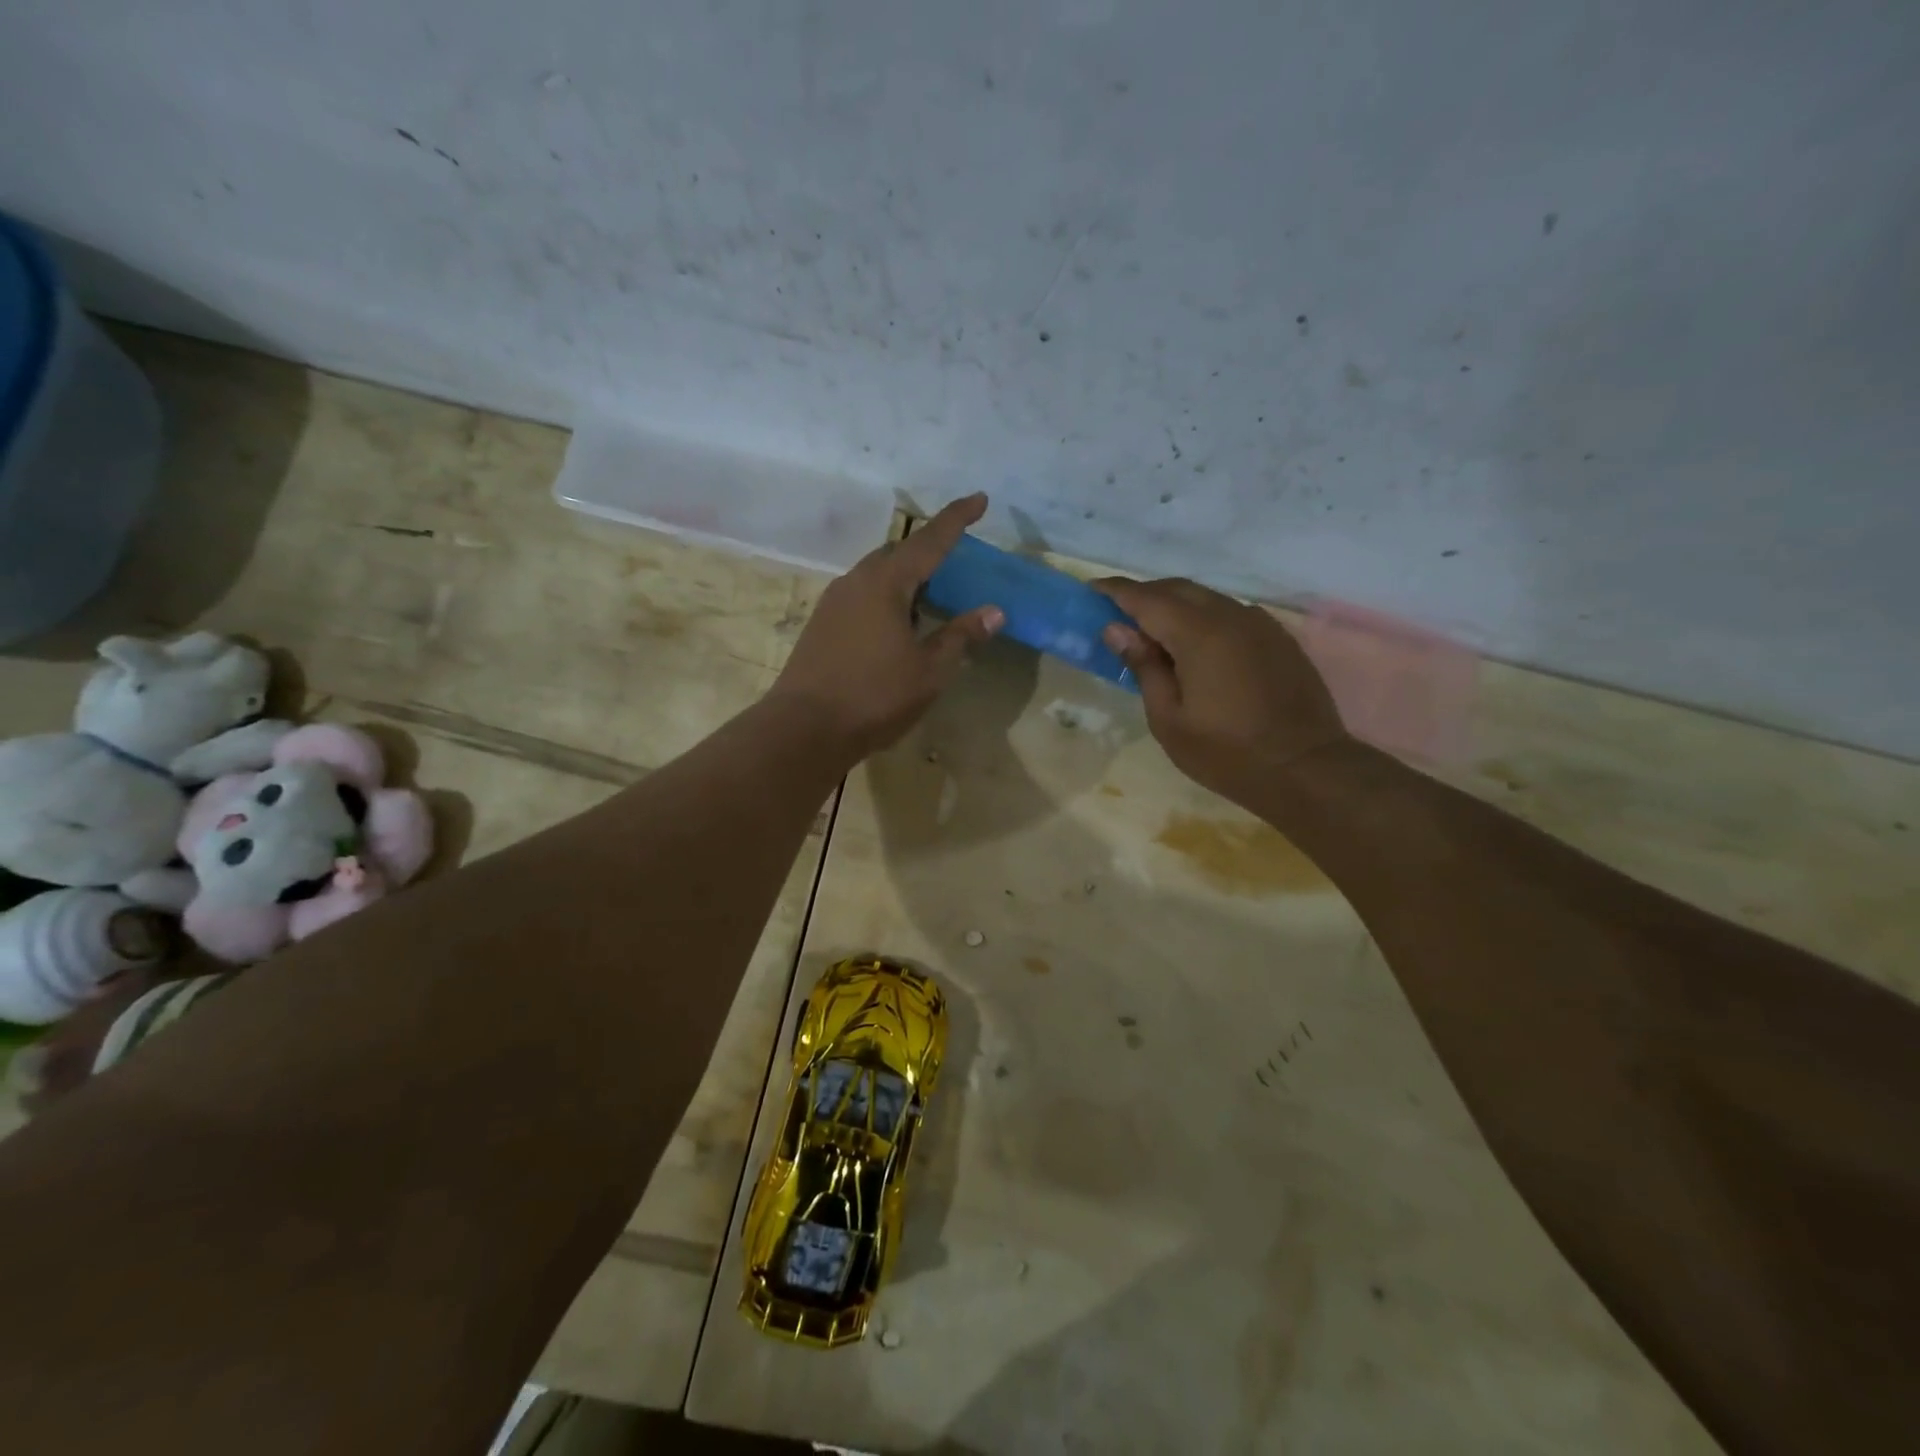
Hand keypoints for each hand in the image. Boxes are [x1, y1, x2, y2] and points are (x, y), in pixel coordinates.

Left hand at [769, 494, 1003, 758]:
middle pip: (898, 552)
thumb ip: (961, 636)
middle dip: (928, 548)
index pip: (929, 541)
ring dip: (905, 574)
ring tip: (929, 590)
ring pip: (876, 574)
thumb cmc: (874, 696)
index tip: (980, 499)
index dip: (957, 519)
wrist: (803, 728)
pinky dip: (886, 595)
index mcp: (885, 584)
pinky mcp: (821, 624)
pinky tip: (896, 620)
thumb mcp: (929, 670)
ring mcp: (833, 602)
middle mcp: (856, 582)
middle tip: (955, 554)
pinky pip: (862, 594)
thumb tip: (994, 611)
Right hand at [1095, 577, 1350, 803]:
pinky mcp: (1278, 637)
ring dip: (1175, 606)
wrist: (1306, 768)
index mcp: (1199, 634)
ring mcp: (1260, 624)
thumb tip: (1117, 630)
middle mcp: (1231, 616)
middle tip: (1117, 614)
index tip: (1091, 590)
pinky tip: (1196, 645)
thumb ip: (1144, 667)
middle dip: (1144, 594)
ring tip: (1153, 631)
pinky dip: (1204, 618)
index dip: (1116, 591)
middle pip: (1178, 589)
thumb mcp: (1170, 719)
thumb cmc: (1227, 753)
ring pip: (1207, 598)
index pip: (1147, 598)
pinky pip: (1231, 613)